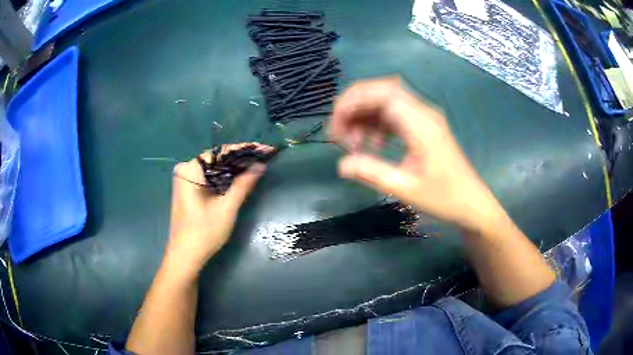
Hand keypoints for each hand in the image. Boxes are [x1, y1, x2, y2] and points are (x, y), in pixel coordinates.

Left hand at [164, 143, 268, 274]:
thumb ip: (243, 184)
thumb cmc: (204, 233)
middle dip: (240, 158)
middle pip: (217, 157)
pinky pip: (209, 176)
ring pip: (214, 167)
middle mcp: (185, 169)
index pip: (221, 151)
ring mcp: (185, 180)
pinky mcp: (188, 189)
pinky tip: (239, 178)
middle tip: (263, 157)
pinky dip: (224, 177)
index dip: (245, 149)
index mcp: (190, 169)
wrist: (185, 256)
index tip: (265, 149)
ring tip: (256, 166)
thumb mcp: (227, 207)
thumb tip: (260, 165)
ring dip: (233, 168)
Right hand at [330, 78, 504, 230]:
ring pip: (386, 102)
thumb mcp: (406, 189)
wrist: (471, 204)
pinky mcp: (422, 127)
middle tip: (340, 134)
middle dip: (354, 107)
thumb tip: (341, 165)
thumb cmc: (444, 198)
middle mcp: (422, 113)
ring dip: (364, 116)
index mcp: (421, 123)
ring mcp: (423, 118)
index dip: (353, 102)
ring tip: (353, 143)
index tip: (336, 127)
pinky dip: (377, 124)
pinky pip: (394, 115)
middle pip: (382, 91)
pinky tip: (372, 144)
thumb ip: (372, 174)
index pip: (382, 93)